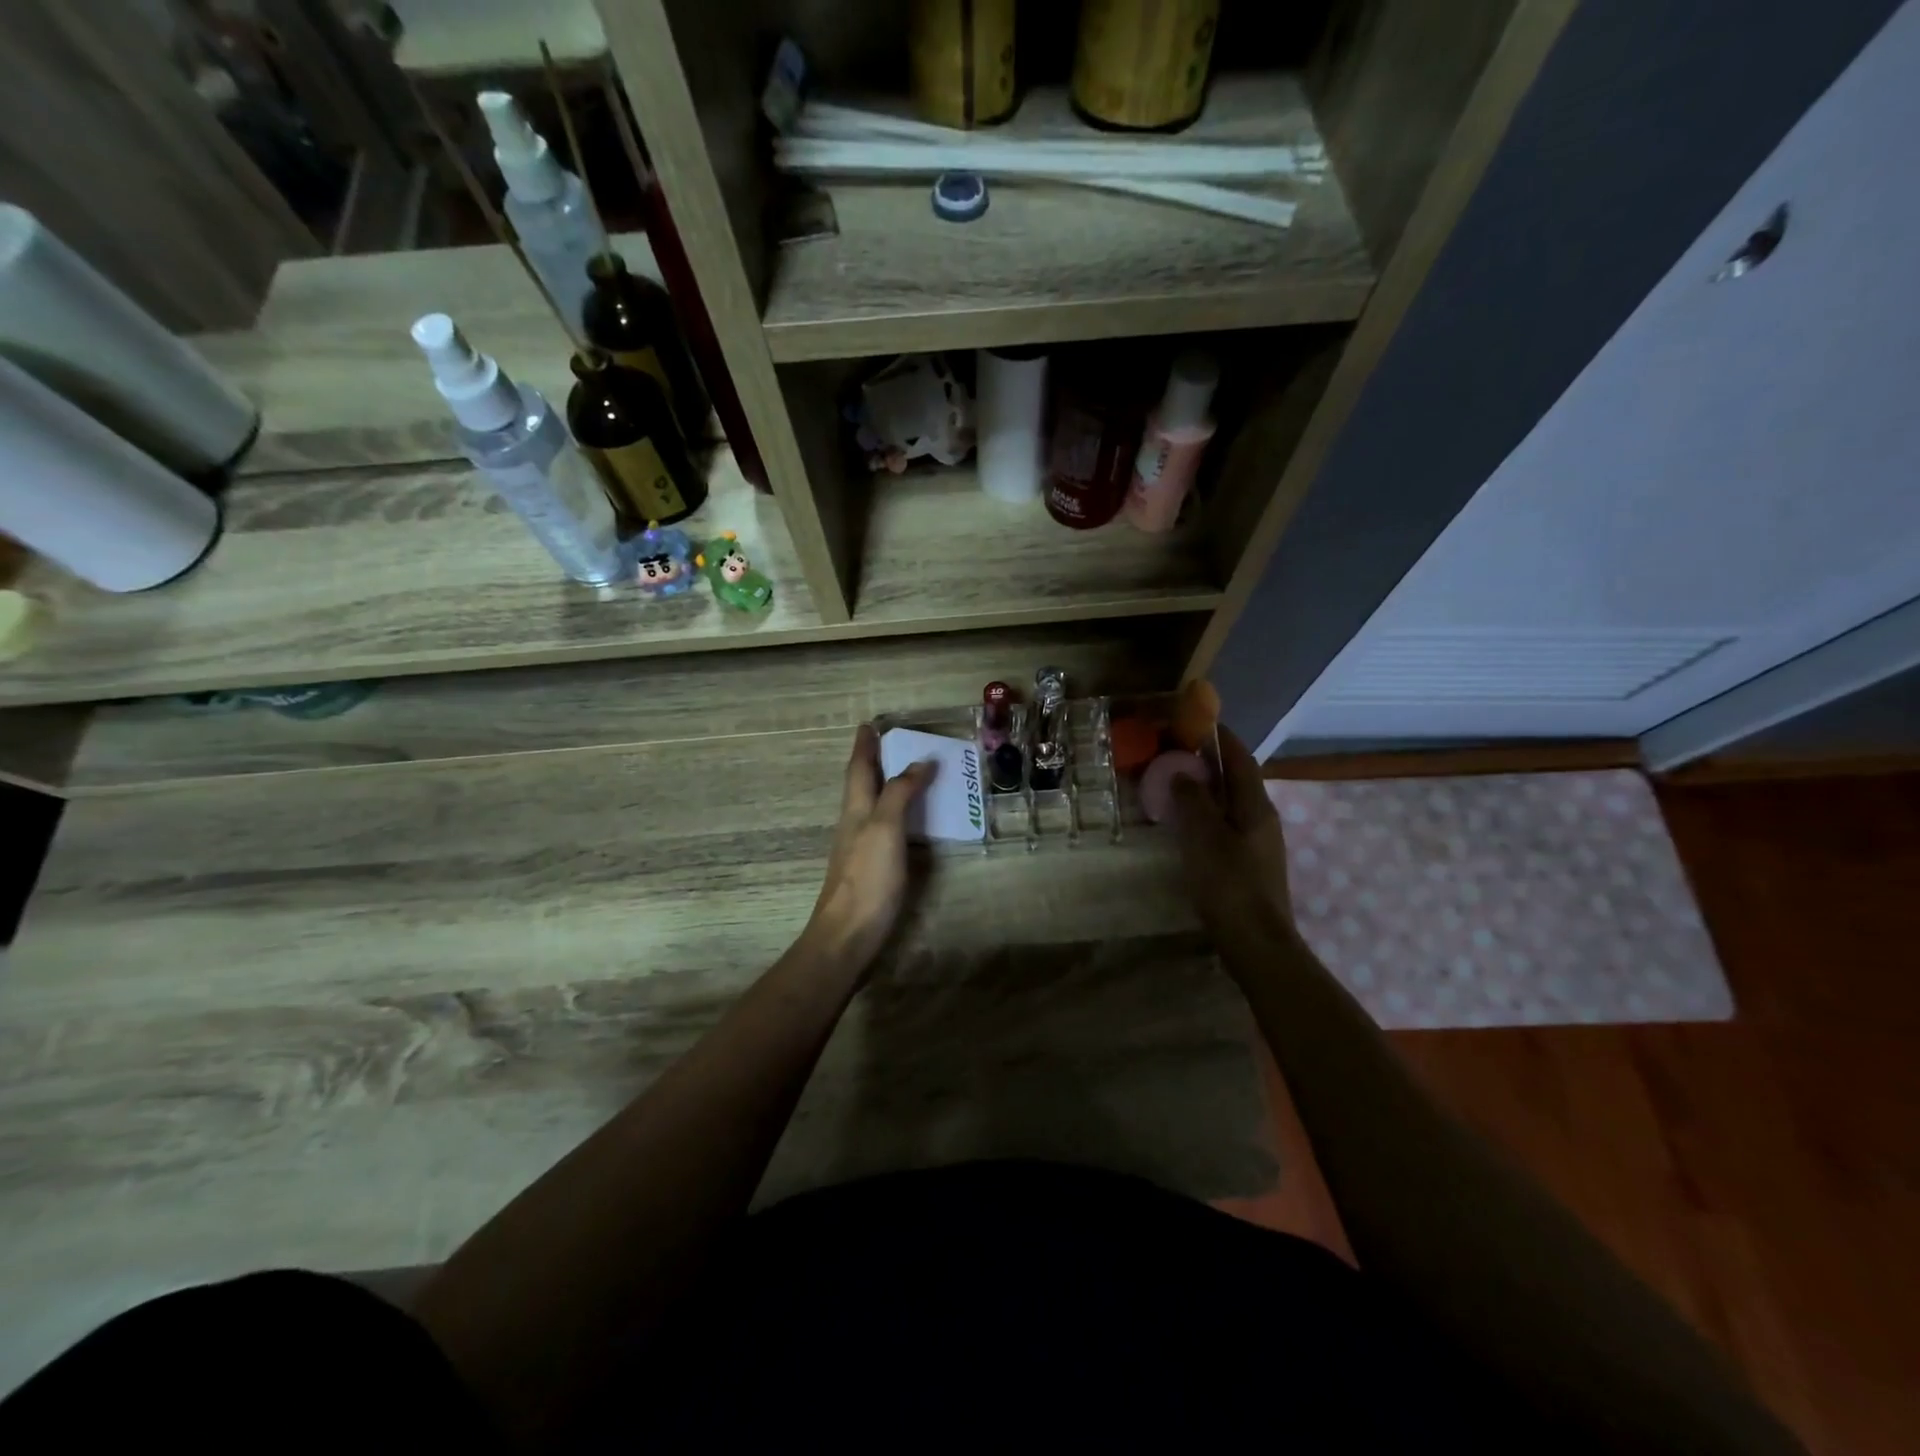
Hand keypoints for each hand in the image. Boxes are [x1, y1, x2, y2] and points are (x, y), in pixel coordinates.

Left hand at [803, 725, 933, 974]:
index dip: (865, 745)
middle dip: (874, 761)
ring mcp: (861, 847)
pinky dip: (897, 813)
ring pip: (872, 805)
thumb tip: (919, 762)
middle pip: (862, 784)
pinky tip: (910, 821)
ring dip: (886, 785)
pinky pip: (885, 827)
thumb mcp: (885, 828)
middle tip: (893, 743)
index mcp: (856, 809)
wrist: (848, 934)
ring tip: (907, 773)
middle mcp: (855, 823)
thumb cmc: (867, 878)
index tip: (870, 724)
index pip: (859, 768)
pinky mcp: (872, 868)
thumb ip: (899, 793)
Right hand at [1171, 726, 1294, 947]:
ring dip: (1206, 787)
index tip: (1196, 720)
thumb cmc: (1229, 884)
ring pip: (1231, 802)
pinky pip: (1226, 823)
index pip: (1239, 757)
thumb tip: (1184, 772)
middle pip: (1237, 778)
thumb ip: (1193, 800)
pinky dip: (1206, 812)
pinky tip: (1186, 823)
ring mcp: (1258, 841)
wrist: (1256, 942)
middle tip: (1175, 751)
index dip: (1220, 736)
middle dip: (1209, 760)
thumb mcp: (1204, 837)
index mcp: (1255, 805)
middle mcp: (1262, 817)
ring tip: (1175, 783)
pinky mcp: (1249, 862)